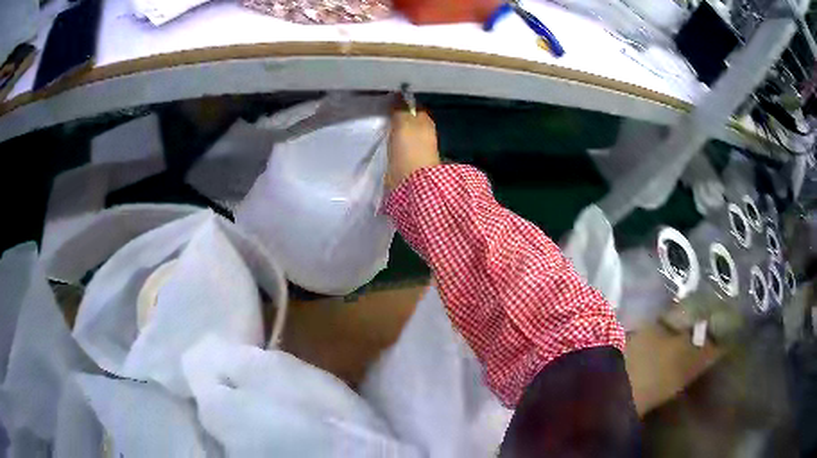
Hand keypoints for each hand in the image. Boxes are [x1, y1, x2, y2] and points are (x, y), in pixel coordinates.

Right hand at [385, 108, 439, 191]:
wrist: (410, 180)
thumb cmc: (409, 147)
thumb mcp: (403, 122)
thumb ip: (400, 109)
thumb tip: (398, 97)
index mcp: (426, 121)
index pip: (413, 108)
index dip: (401, 105)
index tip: (386, 104)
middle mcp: (423, 133)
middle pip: (407, 121)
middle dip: (396, 119)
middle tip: (380, 117)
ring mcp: (416, 148)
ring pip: (402, 134)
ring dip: (393, 132)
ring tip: (379, 129)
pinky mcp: (406, 161)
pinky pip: (397, 147)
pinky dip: (391, 144)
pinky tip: (382, 143)